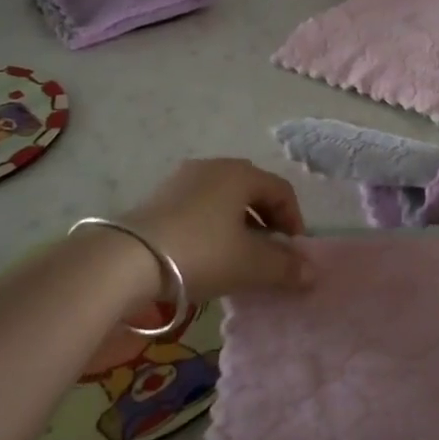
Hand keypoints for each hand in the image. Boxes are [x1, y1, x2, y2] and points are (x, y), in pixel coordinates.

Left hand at [121, 158, 309, 299]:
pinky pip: (199, 207)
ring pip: (224, 199)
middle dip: (267, 221)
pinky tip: (207, 254)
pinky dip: (213, 226)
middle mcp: (212, 167)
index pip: (281, 190)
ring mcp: (181, 179)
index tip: (294, 251)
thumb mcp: (250, 265)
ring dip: (240, 225)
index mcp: (240, 174)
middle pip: (252, 191)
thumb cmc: (201, 253)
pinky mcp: (158, 197)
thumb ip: (285, 268)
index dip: (294, 220)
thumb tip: (312, 272)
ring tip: (238, 257)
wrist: (126, 260)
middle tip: (270, 252)